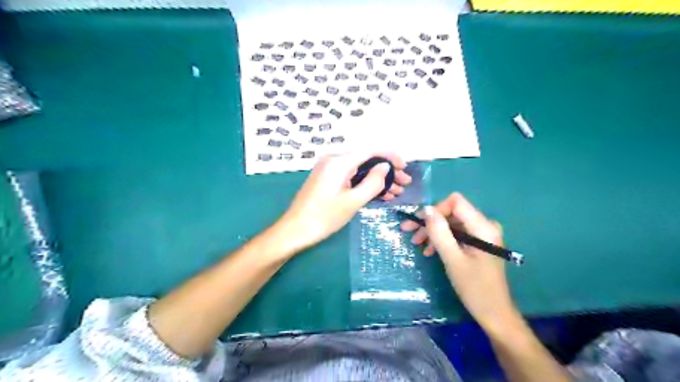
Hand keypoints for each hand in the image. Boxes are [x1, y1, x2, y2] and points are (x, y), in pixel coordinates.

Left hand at [276, 152, 407, 252]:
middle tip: (404, 184)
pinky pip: (351, 177)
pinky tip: (380, 195)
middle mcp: (334, 160)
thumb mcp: (353, 201)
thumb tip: (385, 167)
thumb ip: (372, 182)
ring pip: (360, 170)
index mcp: (340, 161)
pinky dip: (365, 184)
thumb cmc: (324, 217)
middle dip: (387, 171)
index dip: (390, 156)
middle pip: (366, 160)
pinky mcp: (328, 180)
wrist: (295, 230)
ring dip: (378, 180)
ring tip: (396, 193)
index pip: (371, 150)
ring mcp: (330, 170)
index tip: (405, 167)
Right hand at [400, 194, 512, 327]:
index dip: (435, 209)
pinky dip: (442, 240)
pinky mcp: (479, 244)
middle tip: (409, 233)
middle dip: (430, 222)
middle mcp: (485, 225)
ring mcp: (482, 234)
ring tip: (417, 244)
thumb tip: (426, 210)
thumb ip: (439, 232)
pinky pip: (457, 234)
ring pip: (452, 223)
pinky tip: (430, 251)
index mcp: (483, 226)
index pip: (455, 202)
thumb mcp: (453, 259)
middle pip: (452, 212)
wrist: (494, 313)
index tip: (418, 224)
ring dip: (433, 232)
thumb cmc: (475, 288)